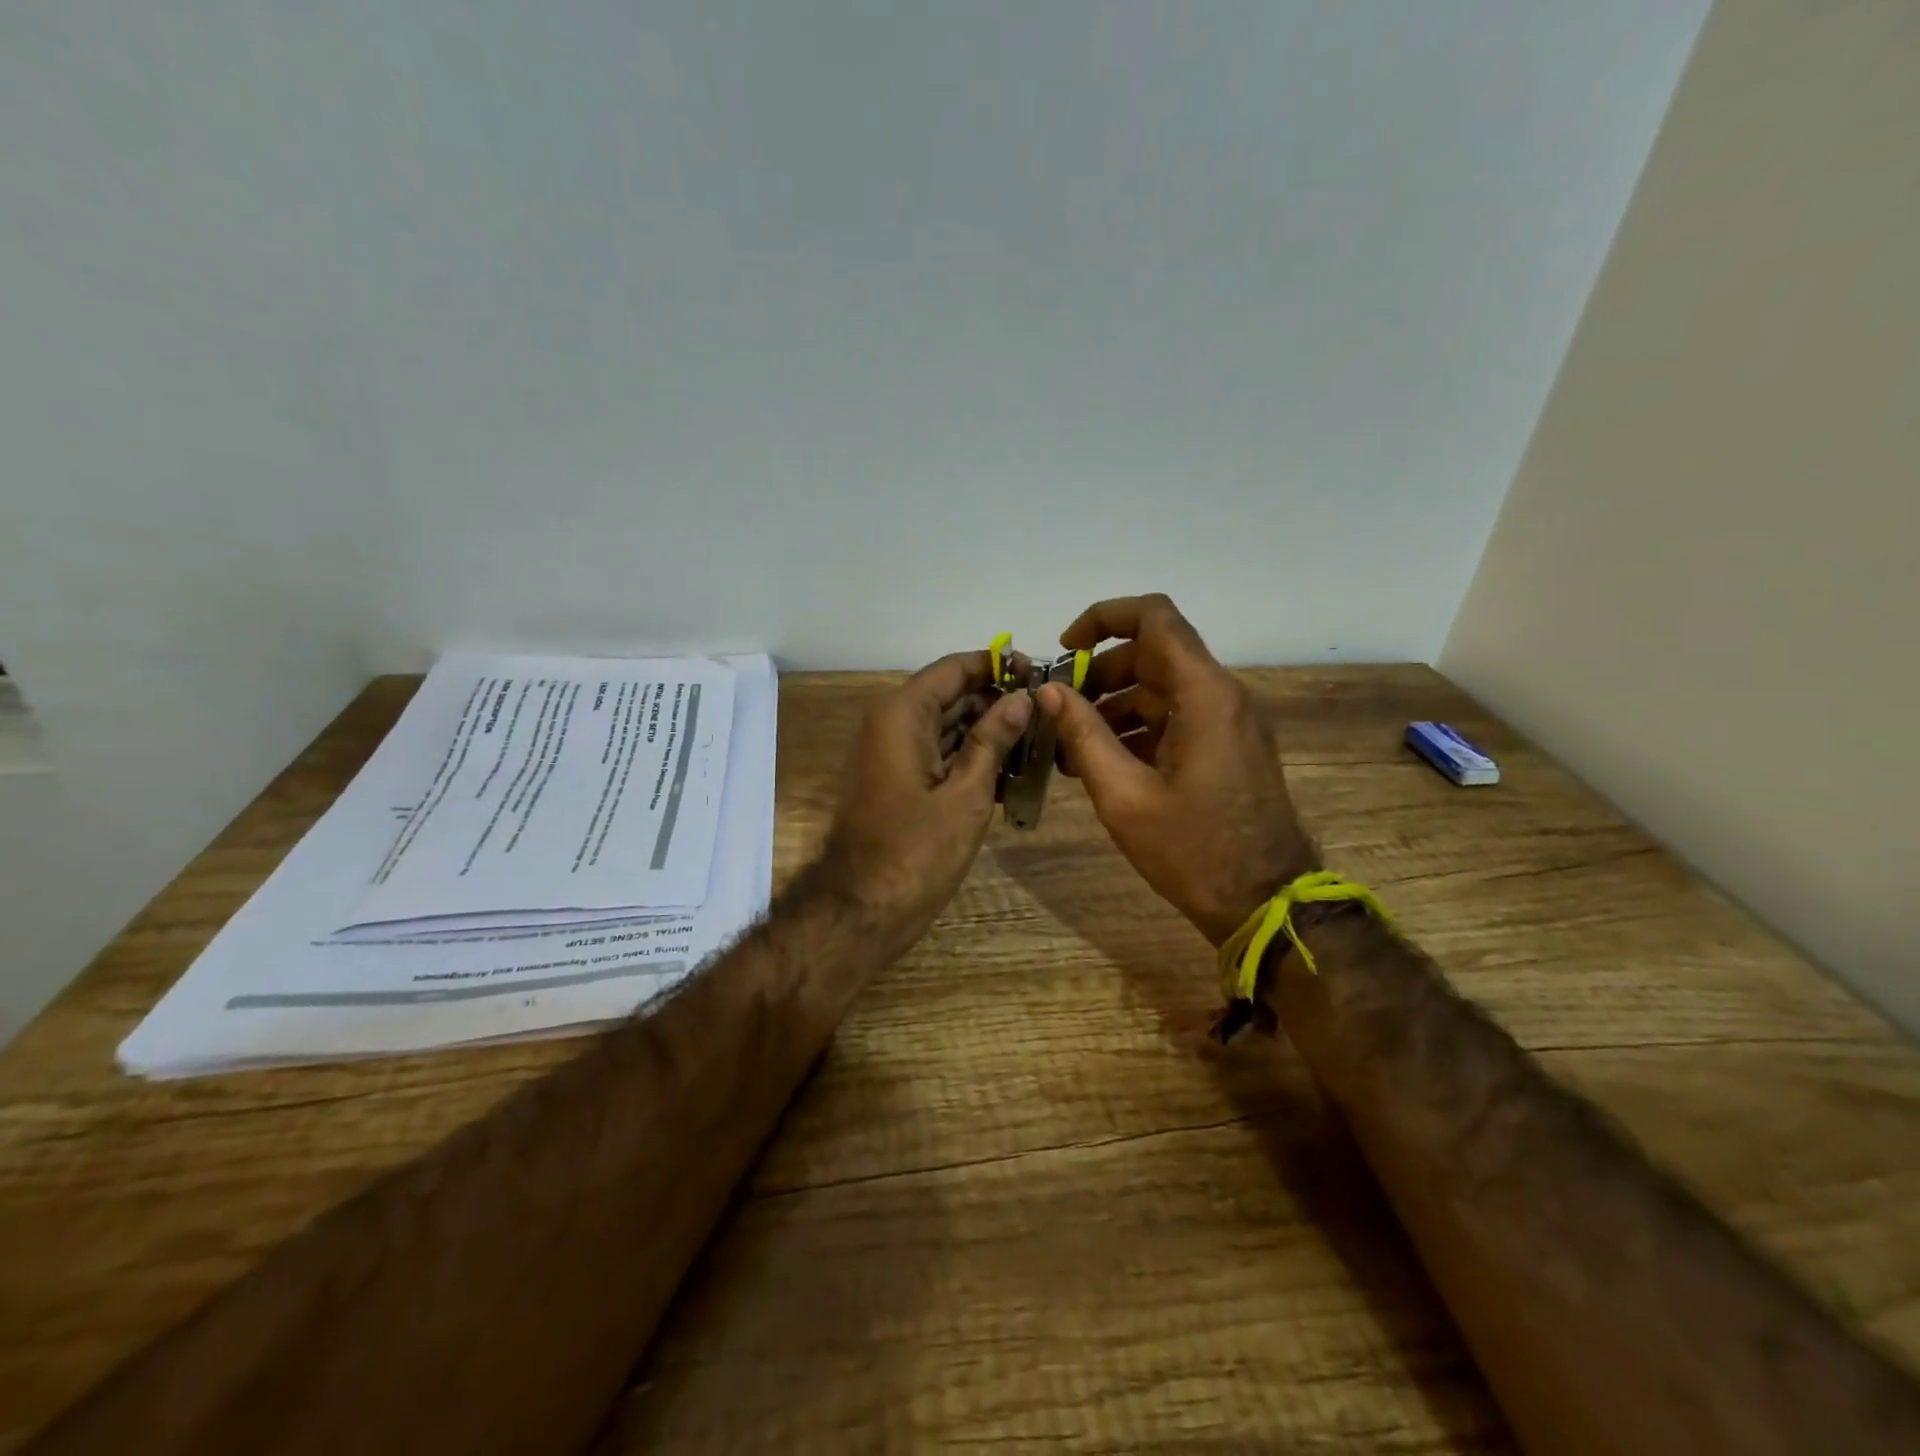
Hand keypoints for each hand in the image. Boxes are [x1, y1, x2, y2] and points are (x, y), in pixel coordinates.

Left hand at [820, 651, 1031, 953]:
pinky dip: (969, 758)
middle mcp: (891, 723)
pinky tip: (1009, 776)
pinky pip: (937, 754)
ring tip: (1038, 746)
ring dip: (988, 733)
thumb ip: (993, 740)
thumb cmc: (916, 851)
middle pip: (951, 695)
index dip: (998, 666)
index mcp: (903, 714)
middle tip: (1047, 717)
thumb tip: (1021, 698)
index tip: (1040, 676)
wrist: (861, 909)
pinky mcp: (895, 779)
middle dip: (998, 702)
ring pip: (946, 726)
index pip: (955, 668)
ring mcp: (890, 753)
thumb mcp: (966, 794)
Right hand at [1037, 594, 1315, 945]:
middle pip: (1153, 654)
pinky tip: (1102, 764)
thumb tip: (1048, 692)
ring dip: (1114, 706)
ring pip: (1161, 688)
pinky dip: (1137, 729)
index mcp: (1203, 694)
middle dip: (1099, 674)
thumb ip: (1083, 735)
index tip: (1066, 650)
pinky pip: (1175, 718)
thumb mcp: (1124, 796)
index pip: (1155, 617)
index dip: (1104, 618)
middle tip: (1059, 712)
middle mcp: (1221, 695)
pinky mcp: (1227, 747)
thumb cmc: (1193, 850)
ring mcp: (1227, 722)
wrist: (1266, 902)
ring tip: (1071, 747)